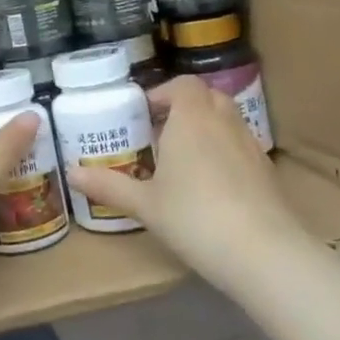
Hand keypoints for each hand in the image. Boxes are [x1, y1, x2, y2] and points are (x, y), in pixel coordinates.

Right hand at [67, 76, 299, 289]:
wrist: (264, 253)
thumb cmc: (195, 217)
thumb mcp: (144, 204)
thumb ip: (108, 185)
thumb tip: (71, 174)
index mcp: (191, 118)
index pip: (183, 85)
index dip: (163, 93)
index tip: (144, 114)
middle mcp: (223, 122)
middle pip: (207, 97)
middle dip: (185, 108)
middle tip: (161, 133)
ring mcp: (251, 146)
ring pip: (227, 121)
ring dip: (206, 129)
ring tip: (184, 160)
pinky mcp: (268, 171)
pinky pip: (241, 147)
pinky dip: (225, 153)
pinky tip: (211, 186)